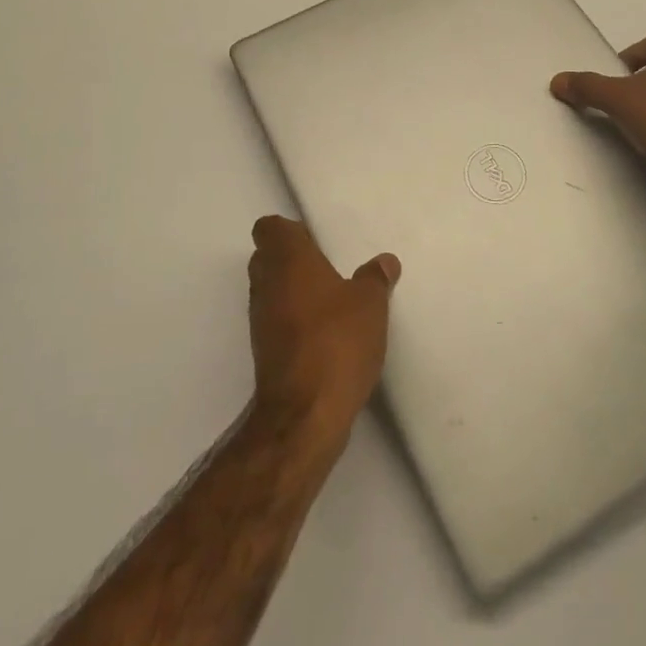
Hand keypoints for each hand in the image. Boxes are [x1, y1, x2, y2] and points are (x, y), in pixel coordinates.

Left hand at [247, 216, 399, 443]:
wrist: (304, 416)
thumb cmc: (336, 342)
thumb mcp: (370, 304)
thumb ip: (375, 278)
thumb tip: (385, 261)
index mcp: (287, 259)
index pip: (269, 228)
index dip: (288, 230)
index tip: (314, 239)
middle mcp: (266, 284)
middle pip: (266, 257)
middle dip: (291, 259)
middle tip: (326, 265)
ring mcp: (260, 321)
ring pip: (270, 290)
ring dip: (292, 291)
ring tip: (330, 299)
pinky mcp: (264, 353)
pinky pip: (276, 322)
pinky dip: (293, 321)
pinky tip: (323, 332)